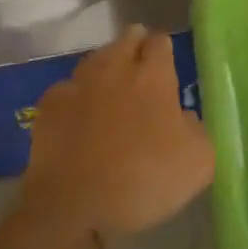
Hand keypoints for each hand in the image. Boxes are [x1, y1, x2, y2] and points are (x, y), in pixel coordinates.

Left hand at [18, 27, 214, 242]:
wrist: (74, 207)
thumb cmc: (144, 180)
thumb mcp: (199, 163)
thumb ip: (198, 130)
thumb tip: (185, 118)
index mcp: (154, 77)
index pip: (160, 43)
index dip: (164, 47)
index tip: (166, 56)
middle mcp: (115, 70)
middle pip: (126, 41)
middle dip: (135, 43)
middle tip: (140, 58)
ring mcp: (78, 85)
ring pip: (95, 60)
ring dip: (106, 64)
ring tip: (111, 78)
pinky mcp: (49, 107)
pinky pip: (67, 88)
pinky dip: (76, 93)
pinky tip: (79, 107)